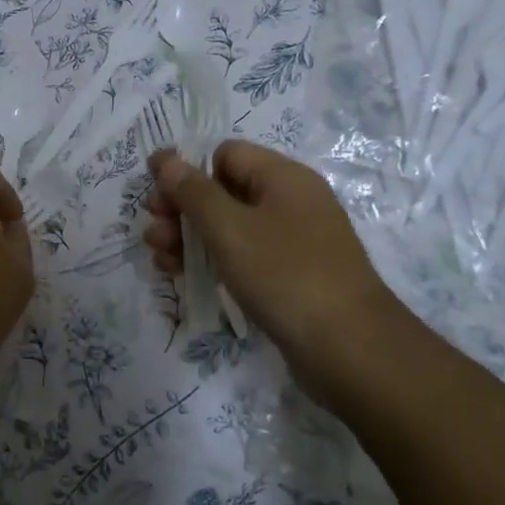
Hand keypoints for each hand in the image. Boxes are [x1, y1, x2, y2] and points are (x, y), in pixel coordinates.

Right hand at [143, 140, 406, 391]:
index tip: (158, 198)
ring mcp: (292, 241)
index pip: (225, 154)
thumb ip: (192, 191)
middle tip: (153, 233)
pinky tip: (181, 277)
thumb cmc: (285, 275)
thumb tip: (164, 158)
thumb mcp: (229, 228)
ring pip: (229, 227)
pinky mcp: (289, 277)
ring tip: (159, 259)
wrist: (351, 350)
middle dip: (182, 210)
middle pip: (223, 191)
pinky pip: (243, 256)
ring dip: (190, 238)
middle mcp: (290, 202)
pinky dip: (212, 261)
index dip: (189, 171)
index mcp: (283, 177)